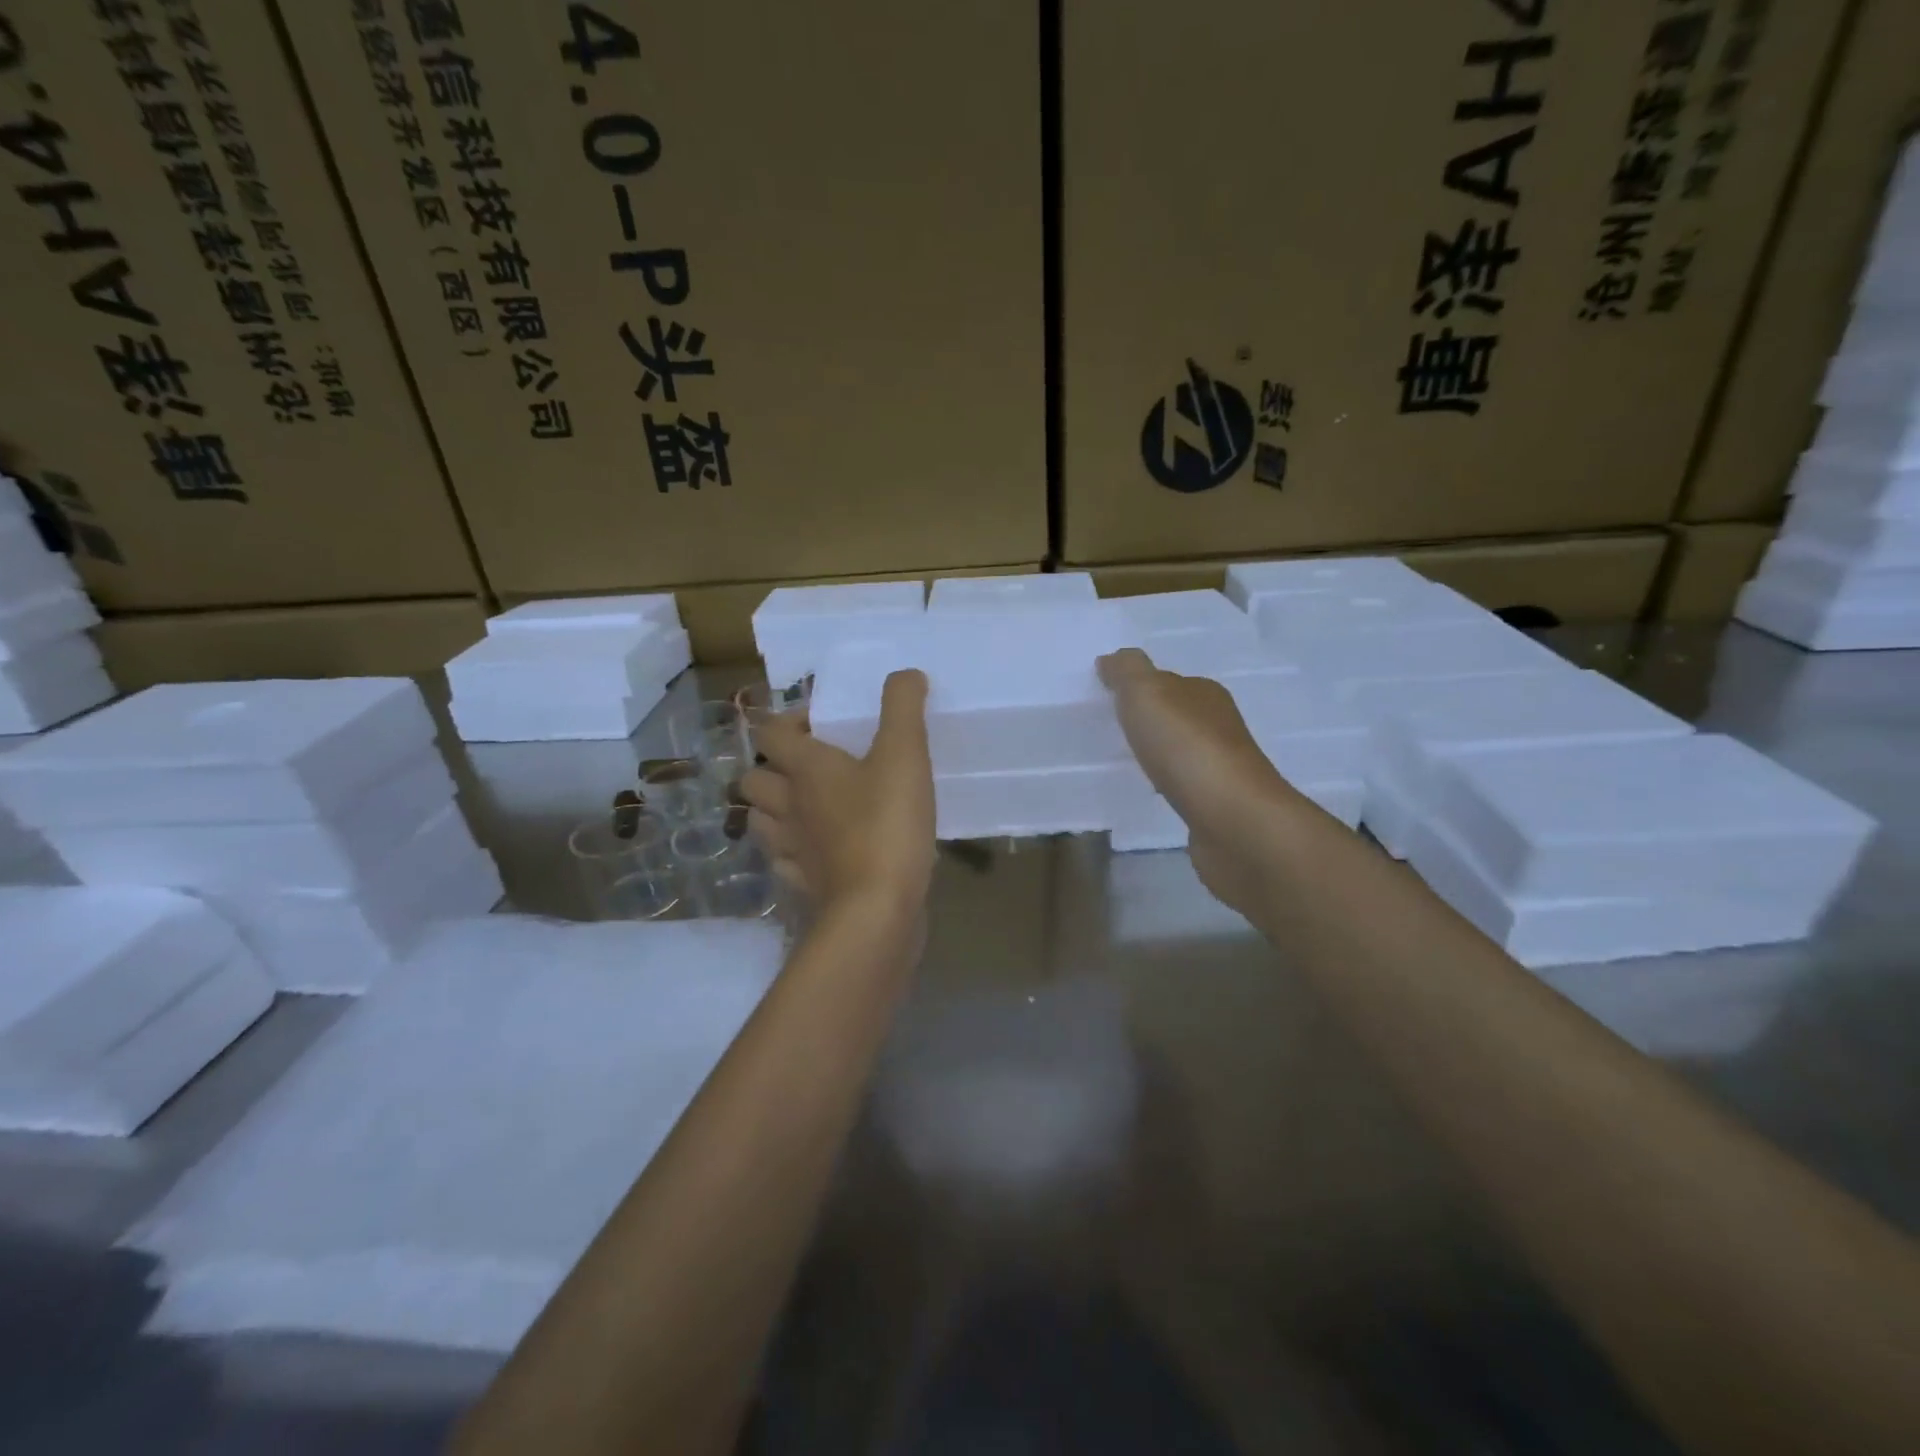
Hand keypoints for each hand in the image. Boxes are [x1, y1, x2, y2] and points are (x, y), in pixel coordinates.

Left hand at [740, 669, 936, 918]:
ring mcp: (790, 850)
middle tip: (811, 767)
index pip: (769, 732)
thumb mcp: (905, 755)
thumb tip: (905, 674)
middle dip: (772, 768)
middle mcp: (787, 806)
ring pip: (760, 822)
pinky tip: (819, 852)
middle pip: (753, 779)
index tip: (820, 723)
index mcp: (805, 769)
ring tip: (808, 808)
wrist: (876, 911)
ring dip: (775, 810)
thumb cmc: (887, 825)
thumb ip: (903, 707)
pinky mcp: (802, 886)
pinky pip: (783, 863)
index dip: (788, 721)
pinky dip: (793, 853)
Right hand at [1098, 647, 1297, 918]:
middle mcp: (1219, 726)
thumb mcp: (1147, 694)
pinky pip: (1185, 786)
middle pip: (1178, 716)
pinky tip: (1153, 793)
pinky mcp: (1217, 806)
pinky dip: (1168, 785)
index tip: (1110, 699)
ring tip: (1126, 762)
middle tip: (1111, 730)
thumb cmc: (1187, 747)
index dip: (1141, 687)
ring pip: (1182, 751)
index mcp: (1205, 694)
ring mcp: (1221, 768)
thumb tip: (1111, 658)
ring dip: (1160, 754)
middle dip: (1150, 721)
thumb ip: (1128, 672)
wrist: (1233, 819)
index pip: (1170, 682)